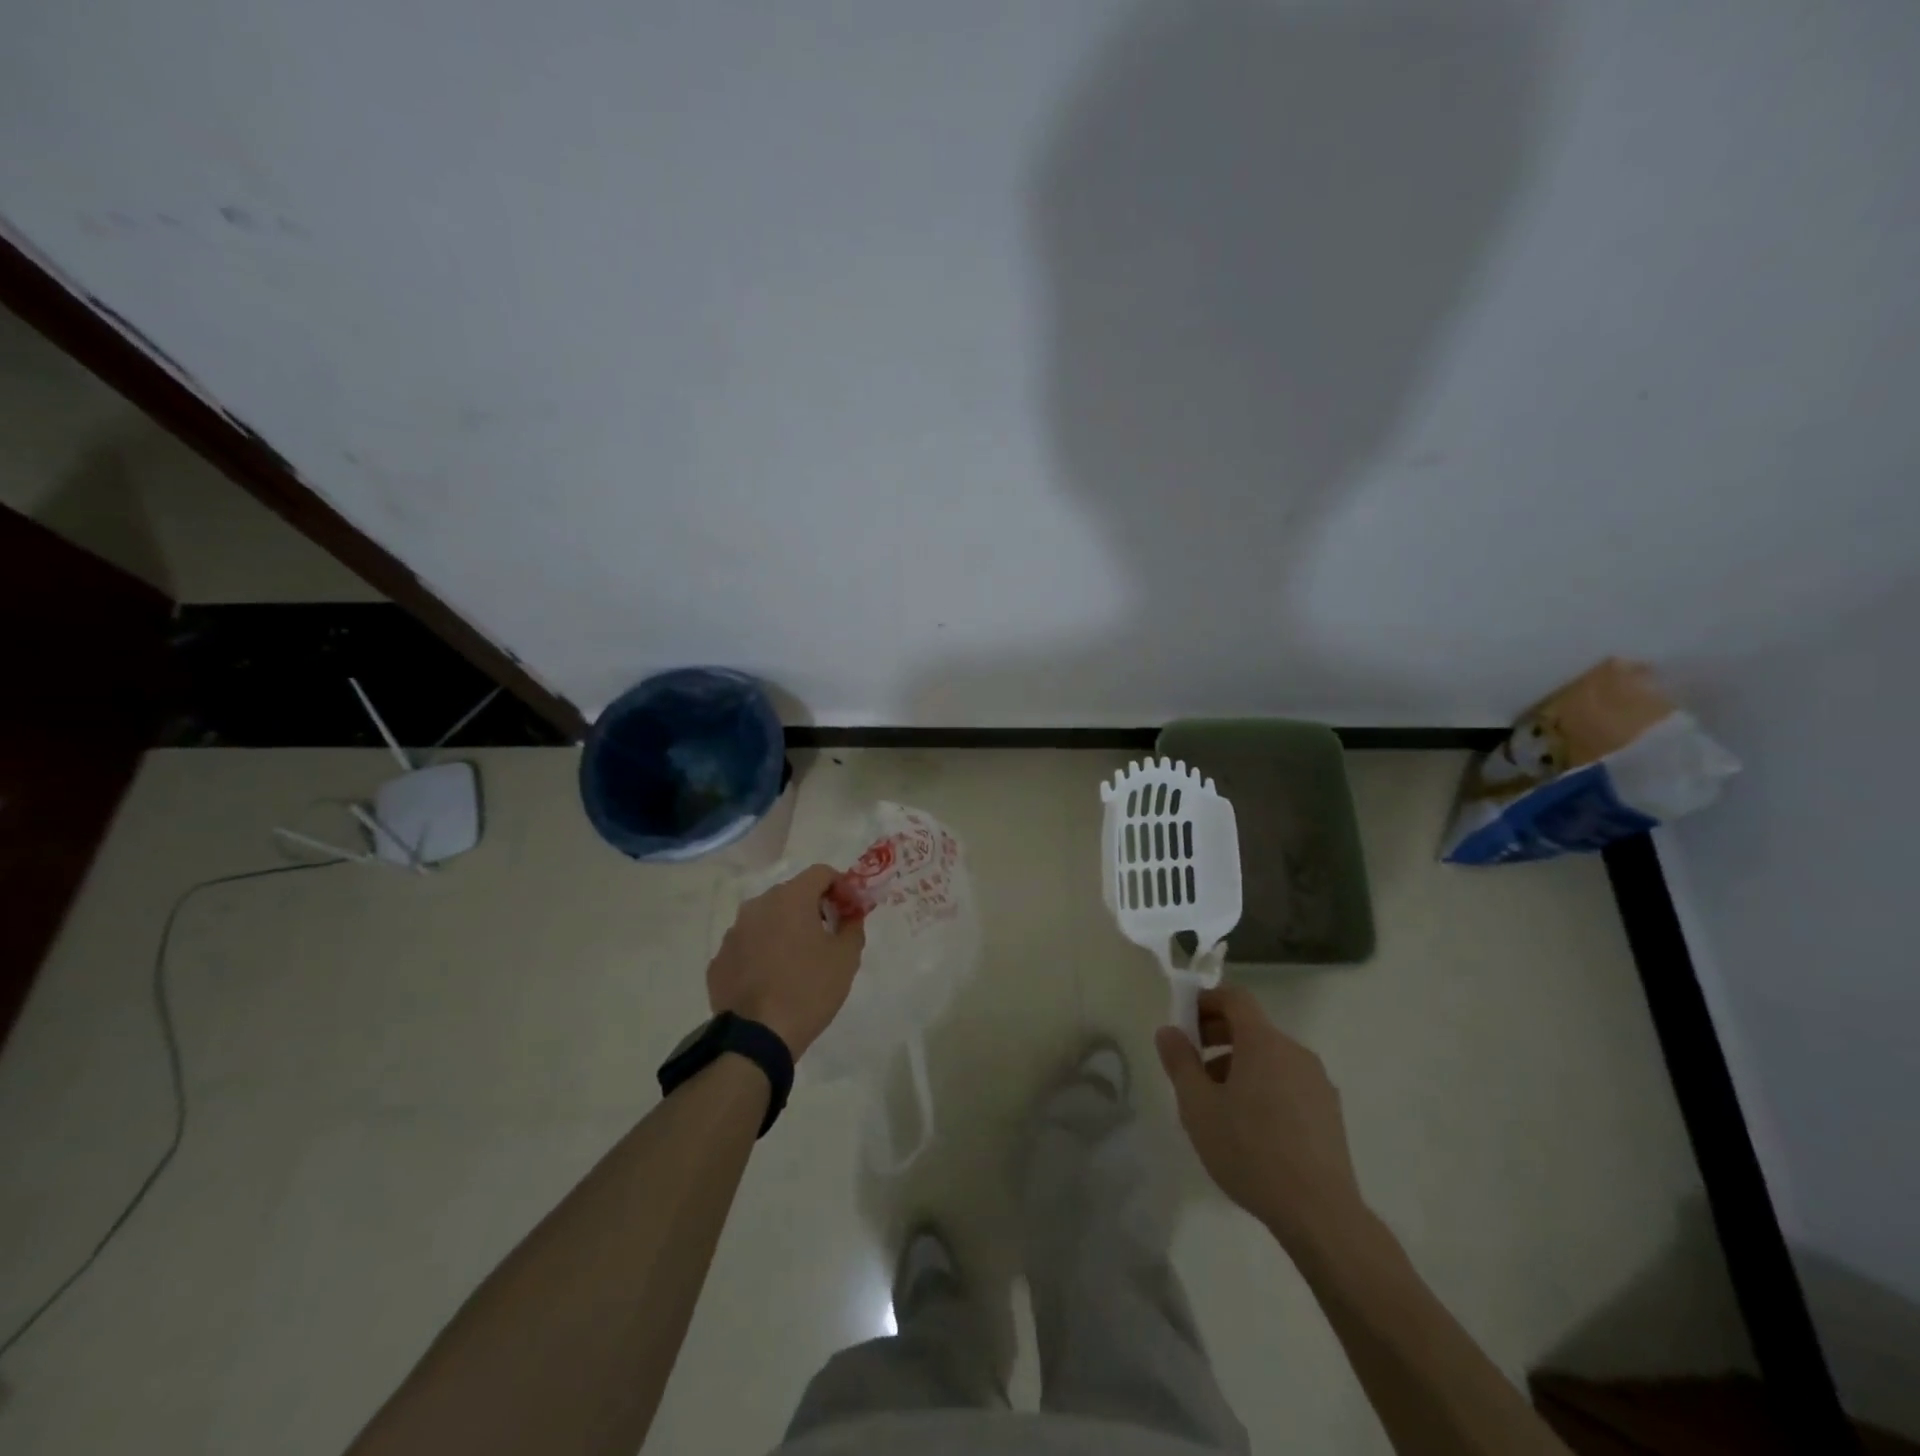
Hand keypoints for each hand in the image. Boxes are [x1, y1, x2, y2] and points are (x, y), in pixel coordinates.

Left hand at [707, 865, 865, 1060]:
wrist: (757, 1037)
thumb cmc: (808, 990)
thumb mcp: (846, 958)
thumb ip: (853, 926)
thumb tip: (852, 914)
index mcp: (790, 898)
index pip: (821, 873)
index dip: (841, 886)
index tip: (851, 910)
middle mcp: (757, 906)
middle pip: (792, 893)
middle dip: (813, 907)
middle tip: (829, 934)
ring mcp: (733, 933)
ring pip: (767, 919)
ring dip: (785, 929)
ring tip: (798, 960)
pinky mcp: (719, 960)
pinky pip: (748, 945)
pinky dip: (762, 952)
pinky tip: (772, 979)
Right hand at [1155, 986, 1366, 1253]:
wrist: (1320, 1214)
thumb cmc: (1250, 1151)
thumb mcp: (1197, 1106)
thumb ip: (1180, 1062)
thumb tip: (1169, 1030)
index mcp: (1263, 1042)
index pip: (1235, 998)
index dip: (1206, 1000)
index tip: (1184, 1021)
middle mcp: (1294, 1052)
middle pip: (1252, 1026)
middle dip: (1218, 1035)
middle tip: (1191, 1062)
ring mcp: (1317, 1082)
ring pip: (1270, 1056)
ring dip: (1239, 1064)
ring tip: (1217, 1101)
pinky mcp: (1329, 1112)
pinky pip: (1288, 1081)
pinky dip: (1264, 1085)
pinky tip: (1250, 1126)